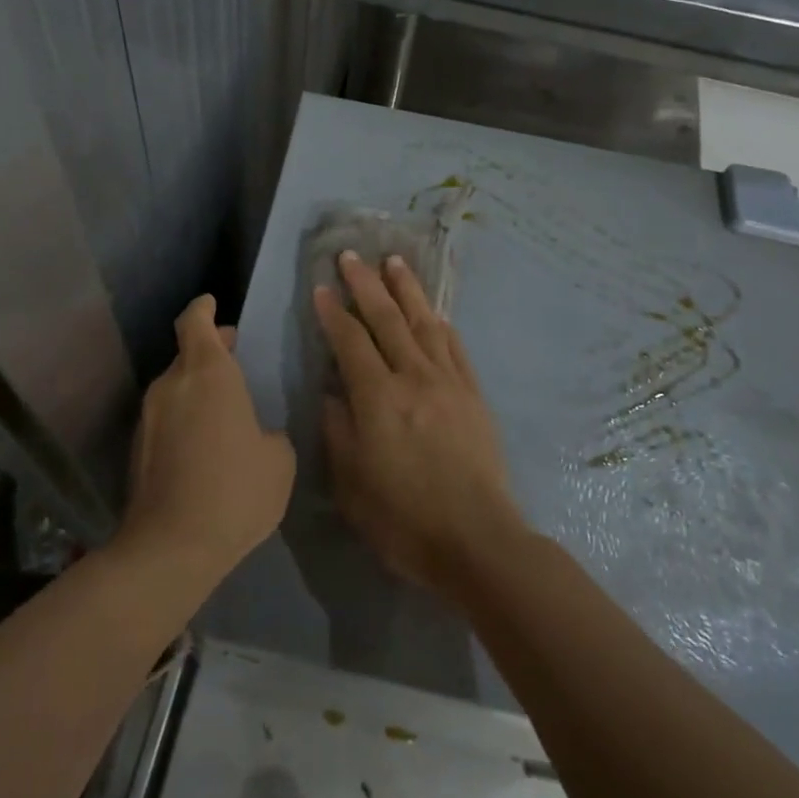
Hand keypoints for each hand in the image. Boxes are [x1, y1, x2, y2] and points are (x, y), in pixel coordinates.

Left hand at [120, 295, 294, 587]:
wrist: (171, 547)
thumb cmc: (235, 490)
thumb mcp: (278, 459)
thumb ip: (270, 432)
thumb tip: (258, 432)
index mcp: (207, 373)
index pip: (195, 321)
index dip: (203, 309)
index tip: (212, 304)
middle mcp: (172, 385)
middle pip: (187, 354)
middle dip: (209, 352)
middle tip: (235, 361)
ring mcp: (149, 417)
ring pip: (175, 387)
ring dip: (197, 388)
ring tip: (225, 409)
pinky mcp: (138, 448)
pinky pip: (166, 416)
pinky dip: (184, 417)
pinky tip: (205, 444)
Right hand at [312, 252, 526, 598]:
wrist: (478, 541)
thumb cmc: (404, 519)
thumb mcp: (352, 483)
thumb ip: (339, 430)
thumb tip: (333, 392)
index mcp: (378, 399)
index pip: (350, 342)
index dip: (333, 313)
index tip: (320, 287)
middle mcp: (414, 378)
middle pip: (386, 320)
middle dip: (366, 285)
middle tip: (352, 256)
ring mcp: (448, 383)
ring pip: (424, 324)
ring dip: (407, 290)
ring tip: (394, 262)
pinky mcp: (474, 395)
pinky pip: (455, 348)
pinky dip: (441, 325)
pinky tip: (434, 312)